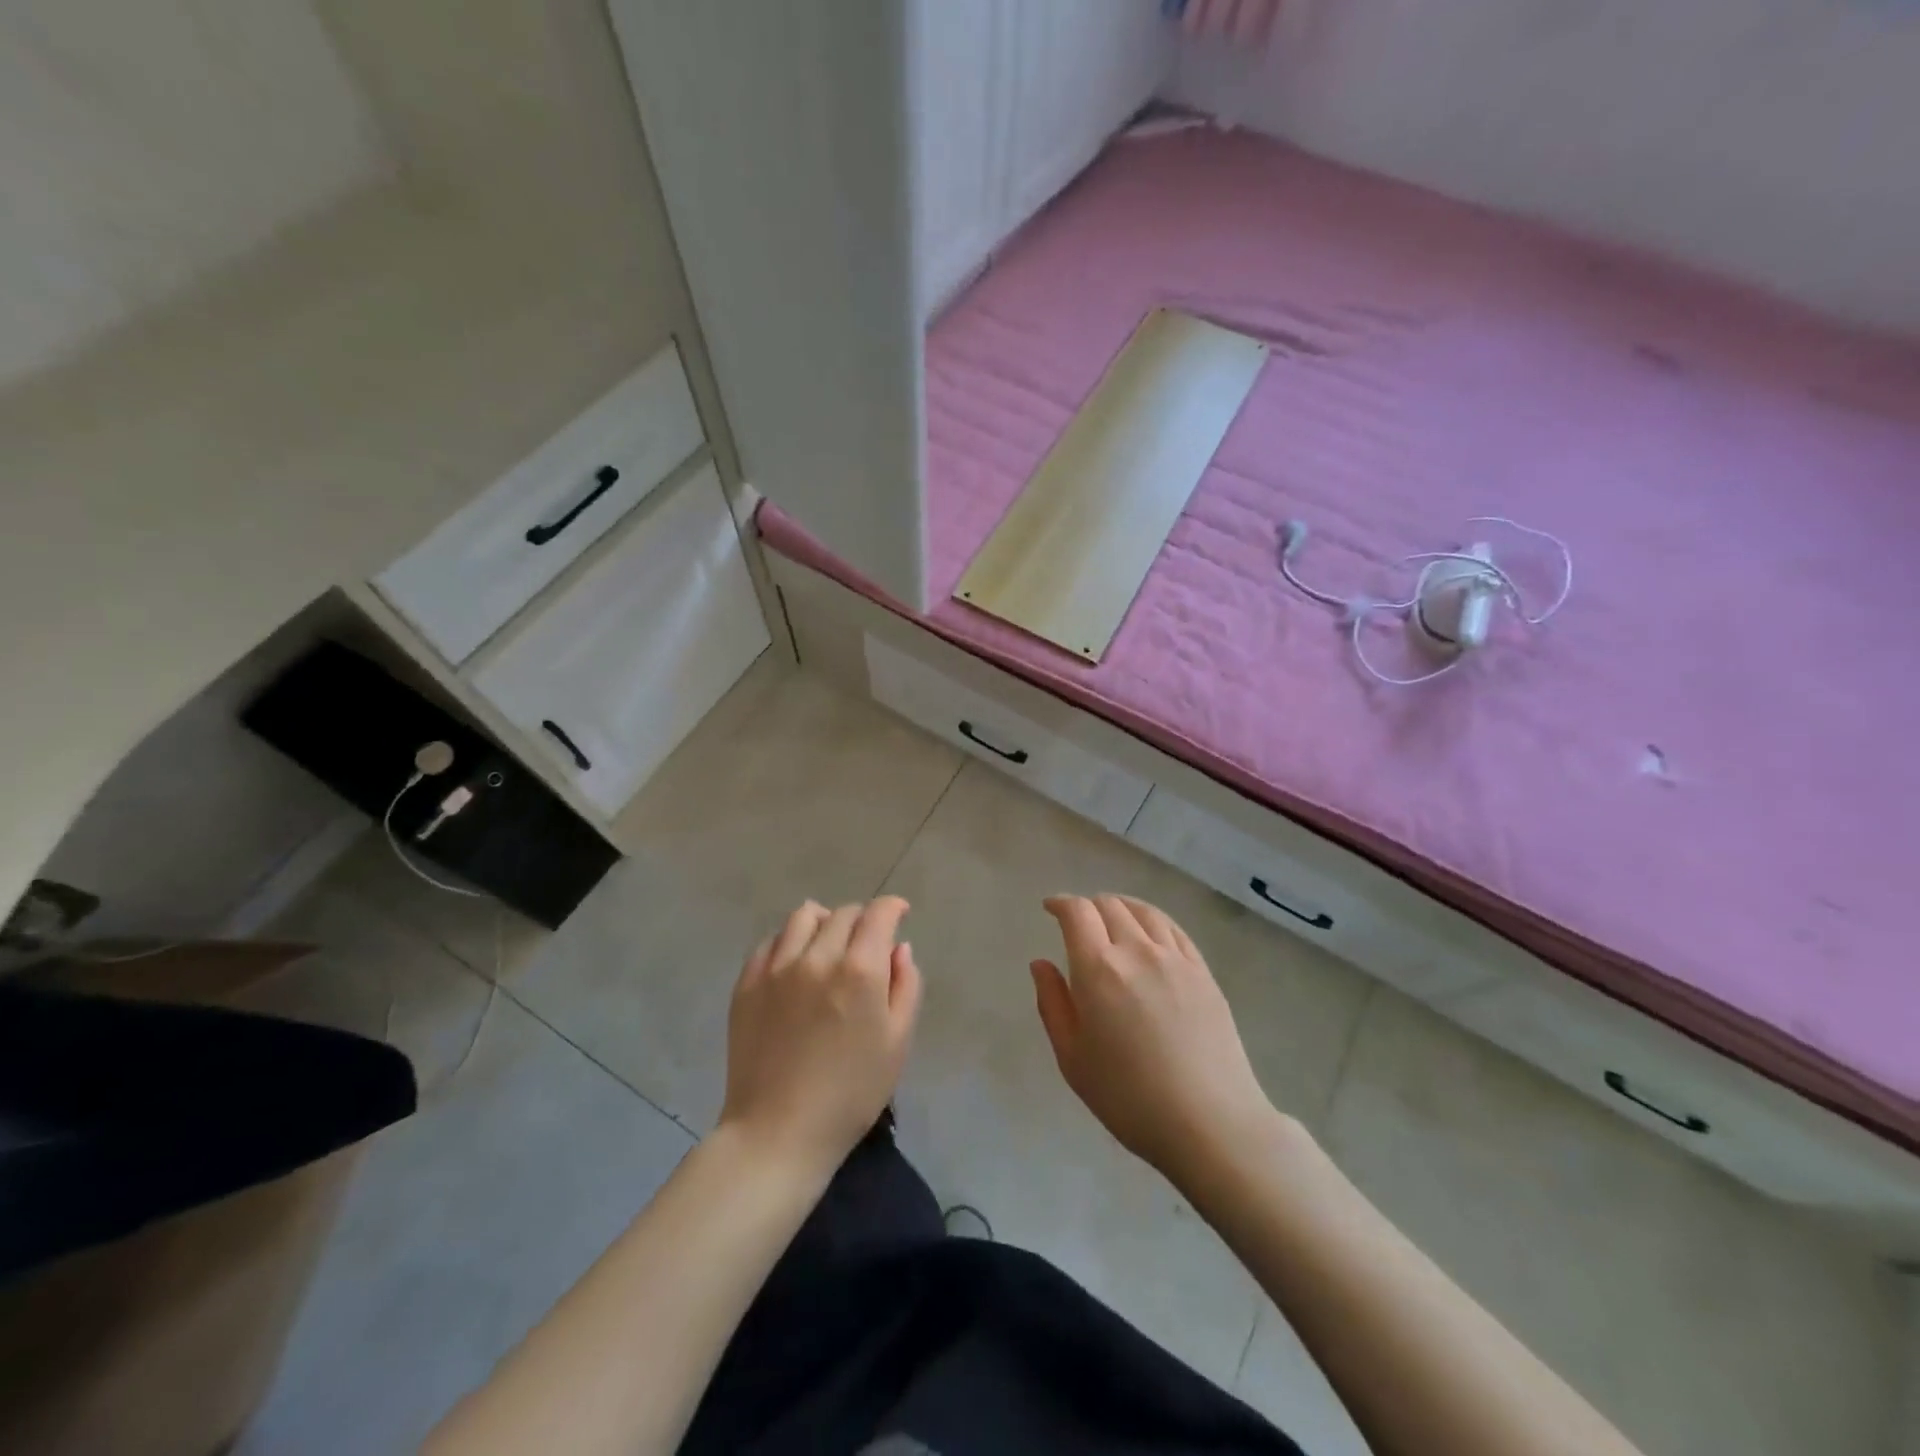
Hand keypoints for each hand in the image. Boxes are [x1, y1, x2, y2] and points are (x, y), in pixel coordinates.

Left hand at [719, 898, 921, 1180]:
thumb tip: (899, 948)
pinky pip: (771, 941)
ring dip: (824, 923)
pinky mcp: (747, 983)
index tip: (899, 914)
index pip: (878, 914)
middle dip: (862, 920)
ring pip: (803, 917)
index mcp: (860, 969)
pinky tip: (795, 965)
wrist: (778, 1132)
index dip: (892, 907)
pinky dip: (789, 942)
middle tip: (867, 945)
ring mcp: (776, 967)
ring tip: (829, 947)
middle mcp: (817, 956)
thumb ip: (906, 986)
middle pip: (843, 913)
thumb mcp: (898, 1042)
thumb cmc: (851, 1093)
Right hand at [1032, 894, 1273, 1188]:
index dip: (1060, 903)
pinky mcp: (1203, 971)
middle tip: (1078, 922)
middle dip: (1088, 906)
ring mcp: (1175, 958)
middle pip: (1109, 905)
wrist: (1210, 1123)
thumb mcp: (1073, 1058)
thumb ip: (1052, 1003)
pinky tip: (1149, 933)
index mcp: (1098, 968)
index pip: (1077, 912)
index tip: (1050, 908)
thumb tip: (1041, 963)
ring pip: (1144, 912)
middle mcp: (1137, 950)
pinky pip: (1173, 929)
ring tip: (1112, 918)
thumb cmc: (1129, 1097)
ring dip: (1120, 907)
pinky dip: (1152, 920)